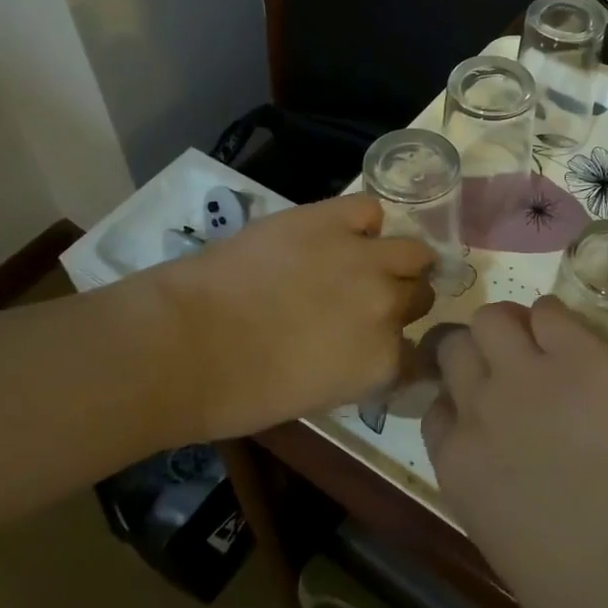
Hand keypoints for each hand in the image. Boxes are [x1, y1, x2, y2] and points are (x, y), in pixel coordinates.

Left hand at [157, 194, 434, 436]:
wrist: (187, 341)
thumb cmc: (239, 390)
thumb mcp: (316, 397)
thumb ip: (356, 369)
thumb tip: (363, 347)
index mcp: (382, 362)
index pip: (417, 354)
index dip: (398, 348)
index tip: (381, 345)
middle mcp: (388, 307)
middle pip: (420, 296)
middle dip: (400, 301)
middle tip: (364, 302)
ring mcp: (365, 259)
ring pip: (413, 251)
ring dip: (397, 261)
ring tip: (366, 262)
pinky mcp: (333, 219)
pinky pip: (371, 211)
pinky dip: (363, 223)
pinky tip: (343, 233)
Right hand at [422, 297, 607, 607]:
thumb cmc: (576, 590)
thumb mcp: (505, 542)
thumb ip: (493, 492)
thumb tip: (510, 475)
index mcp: (458, 463)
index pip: (437, 407)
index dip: (459, 399)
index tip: (482, 406)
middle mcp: (479, 406)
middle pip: (454, 347)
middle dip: (475, 351)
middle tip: (508, 363)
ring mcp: (525, 373)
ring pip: (493, 317)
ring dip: (510, 326)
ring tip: (539, 342)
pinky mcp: (576, 353)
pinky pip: (550, 312)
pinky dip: (556, 320)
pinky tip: (575, 341)